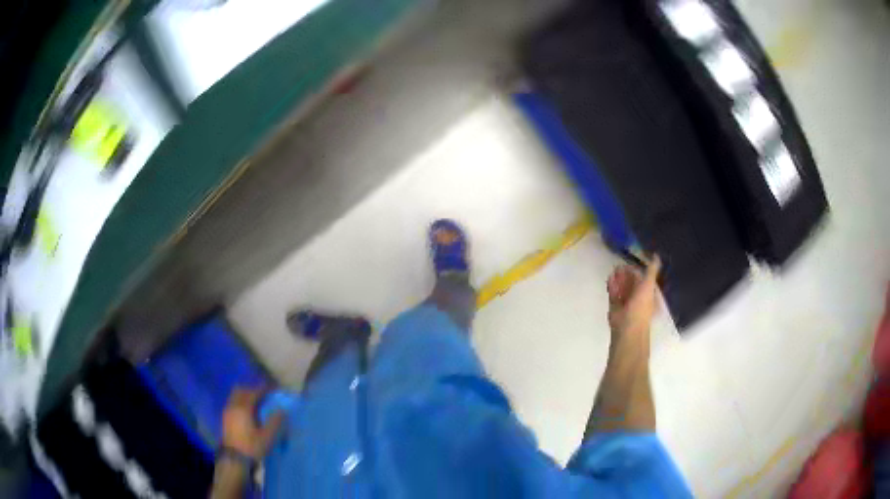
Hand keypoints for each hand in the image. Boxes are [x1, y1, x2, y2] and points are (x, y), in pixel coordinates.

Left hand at [221, 388, 283, 459]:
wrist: (235, 459)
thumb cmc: (252, 447)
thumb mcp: (267, 437)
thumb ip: (275, 422)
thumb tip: (281, 410)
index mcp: (243, 409)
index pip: (253, 392)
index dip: (263, 389)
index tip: (272, 388)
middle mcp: (233, 406)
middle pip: (241, 390)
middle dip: (252, 390)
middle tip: (263, 394)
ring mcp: (227, 412)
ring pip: (235, 396)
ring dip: (245, 395)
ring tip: (256, 403)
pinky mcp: (225, 418)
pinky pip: (232, 403)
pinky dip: (240, 402)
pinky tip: (247, 412)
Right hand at [607, 256, 661, 343]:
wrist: (628, 328)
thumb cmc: (641, 307)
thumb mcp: (649, 284)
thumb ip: (652, 270)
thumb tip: (657, 255)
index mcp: (648, 294)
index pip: (643, 279)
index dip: (637, 271)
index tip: (630, 262)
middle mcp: (638, 298)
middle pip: (631, 283)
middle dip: (626, 274)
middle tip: (619, 266)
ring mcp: (626, 303)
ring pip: (622, 288)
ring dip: (618, 279)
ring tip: (613, 270)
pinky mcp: (615, 307)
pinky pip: (614, 294)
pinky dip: (612, 286)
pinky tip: (610, 278)